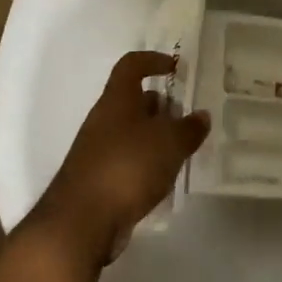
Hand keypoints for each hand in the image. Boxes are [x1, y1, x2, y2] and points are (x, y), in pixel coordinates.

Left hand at [30, 52, 210, 265]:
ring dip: (154, 137)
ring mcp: (97, 150)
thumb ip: (189, 128)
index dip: (152, 60)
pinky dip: (145, 164)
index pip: (131, 65)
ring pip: (131, 132)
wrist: (81, 222)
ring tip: (181, 150)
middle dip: (160, 106)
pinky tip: (163, 179)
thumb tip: (201, 116)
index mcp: (117, 99)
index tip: (174, 67)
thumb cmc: (127, 166)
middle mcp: (104, 119)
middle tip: (186, 117)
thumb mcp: (169, 143)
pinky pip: (126, 160)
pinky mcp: (97, 179)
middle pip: (133, 100)